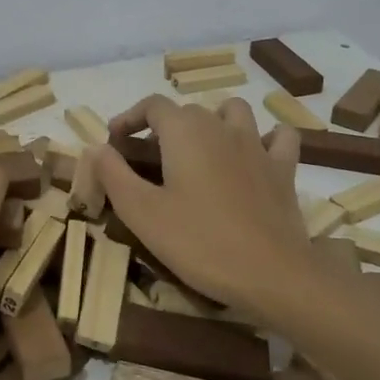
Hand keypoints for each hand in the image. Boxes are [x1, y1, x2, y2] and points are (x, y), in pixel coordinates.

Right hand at [94, 95, 315, 318]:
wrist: (271, 274)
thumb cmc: (199, 242)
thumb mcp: (141, 212)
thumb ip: (114, 174)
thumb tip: (96, 148)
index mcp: (185, 132)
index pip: (152, 105)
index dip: (129, 118)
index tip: (114, 142)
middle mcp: (221, 127)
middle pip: (188, 111)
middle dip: (163, 127)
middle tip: (147, 160)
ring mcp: (257, 146)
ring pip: (233, 112)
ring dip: (213, 121)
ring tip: (199, 150)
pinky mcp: (283, 170)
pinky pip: (278, 138)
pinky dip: (264, 139)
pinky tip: (253, 157)